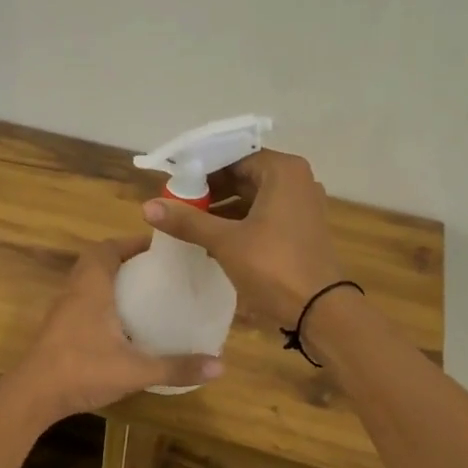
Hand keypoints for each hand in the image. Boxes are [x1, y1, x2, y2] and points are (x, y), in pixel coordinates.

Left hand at [0, 237, 223, 423]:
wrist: (32, 396)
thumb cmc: (81, 371)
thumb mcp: (135, 370)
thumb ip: (176, 367)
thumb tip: (220, 365)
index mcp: (91, 287)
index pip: (108, 248)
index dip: (132, 243)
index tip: (160, 249)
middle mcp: (74, 291)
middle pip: (96, 261)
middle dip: (125, 260)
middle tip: (155, 271)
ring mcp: (62, 311)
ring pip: (86, 282)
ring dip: (111, 281)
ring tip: (143, 293)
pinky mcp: (57, 330)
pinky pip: (81, 302)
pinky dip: (101, 302)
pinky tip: (121, 325)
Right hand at [142, 149, 344, 327]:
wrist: (320, 310)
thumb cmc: (273, 266)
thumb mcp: (225, 242)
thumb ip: (187, 221)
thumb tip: (147, 206)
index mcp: (282, 171)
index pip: (232, 157)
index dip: (200, 170)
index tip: (173, 184)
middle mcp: (296, 180)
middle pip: (243, 175)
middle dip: (209, 191)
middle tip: (176, 204)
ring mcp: (302, 206)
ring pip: (252, 197)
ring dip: (222, 209)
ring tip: (189, 223)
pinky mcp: (301, 229)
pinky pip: (263, 215)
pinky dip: (239, 222)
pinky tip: (212, 239)